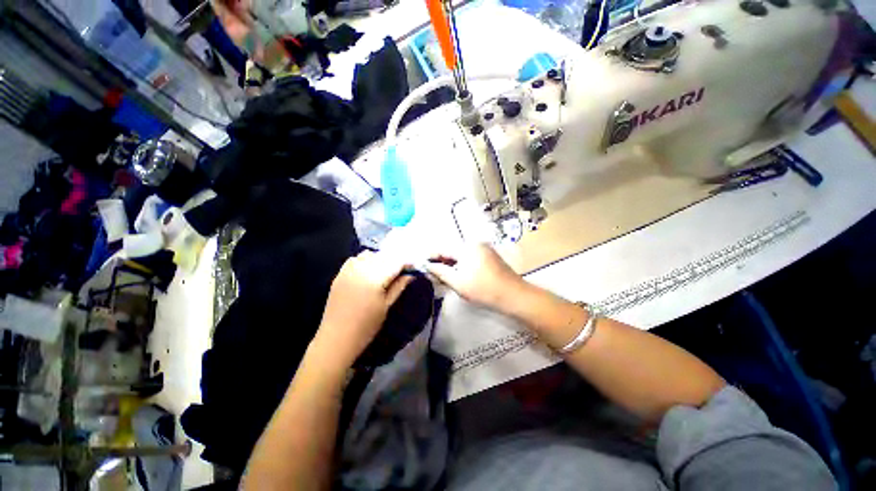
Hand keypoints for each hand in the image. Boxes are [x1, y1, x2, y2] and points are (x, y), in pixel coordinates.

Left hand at [312, 251, 413, 370]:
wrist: (337, 338)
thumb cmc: (366, 326)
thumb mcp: (386, 306)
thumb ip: (399, 286)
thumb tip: (411, 274)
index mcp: (375, 278)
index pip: (396, 262)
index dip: (407, 262)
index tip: (414, 266)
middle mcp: (361, 269)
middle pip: (383, 256)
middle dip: (395, 260)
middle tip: (403, 269)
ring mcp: (348, 270)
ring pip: (369, 254)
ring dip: (380, 259)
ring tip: (385, 270)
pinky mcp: (340, 274)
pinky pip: (355, 259)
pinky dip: (365, 260)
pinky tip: (368, 270)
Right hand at [426, 244, 525, 309]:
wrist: (514, 295)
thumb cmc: (483, 289)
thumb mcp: (458, 282)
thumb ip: (441, 272)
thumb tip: (428, 265)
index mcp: (467, 247)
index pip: (443, 249)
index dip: (431, 256)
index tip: (422, 263)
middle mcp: (475, 243)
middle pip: (453, 251)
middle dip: (442, 261)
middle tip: (433, 274)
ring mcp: (485, 249)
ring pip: (462, 255)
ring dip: (453, 264)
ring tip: (445, 276)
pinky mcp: (490, 256)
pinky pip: (471, 257)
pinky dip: (463, 265)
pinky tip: (460, 275)